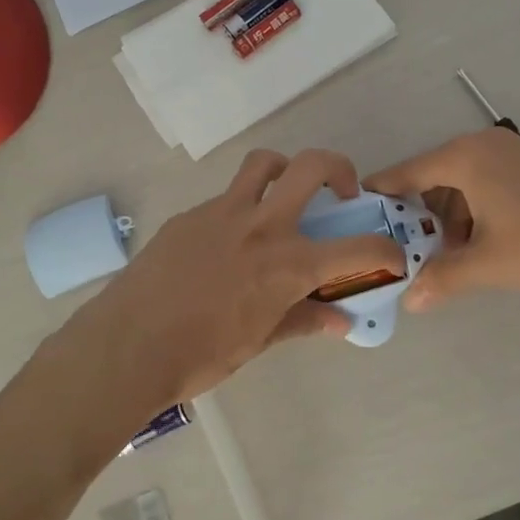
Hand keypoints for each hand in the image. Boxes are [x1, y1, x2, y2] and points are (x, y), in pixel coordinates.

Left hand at [60, 149, 403, 410]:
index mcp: (289, 265)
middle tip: (342, 194)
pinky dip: (241, 209)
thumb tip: (340, 321)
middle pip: (312, 167)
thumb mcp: (259, 342)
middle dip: (340, 170)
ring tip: (285, 196)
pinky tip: (228, 243)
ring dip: (285, 170)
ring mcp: (223, 213)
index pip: (358, 249)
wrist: (128, 345)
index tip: (391, 257)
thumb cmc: (200, 355)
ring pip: (264, 164)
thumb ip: (303, 322)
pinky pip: (226, 198)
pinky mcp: (191, 215)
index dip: (386, 251)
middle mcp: (263, 226)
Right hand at [366, 129, 519, 309]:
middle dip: (420, 215)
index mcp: (462, 158)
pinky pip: (486, 180)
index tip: (358, 215)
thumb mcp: (488, 264)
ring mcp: (510, 150)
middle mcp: (481, 144)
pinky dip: (476, 208)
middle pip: (432, 177)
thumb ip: (443, 279)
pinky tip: (485, 241)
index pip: (404, 173)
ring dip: (451, 216)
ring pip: (461, 181)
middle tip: (410, 250)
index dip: (380, 196)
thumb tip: (411, 302)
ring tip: (453, 255)